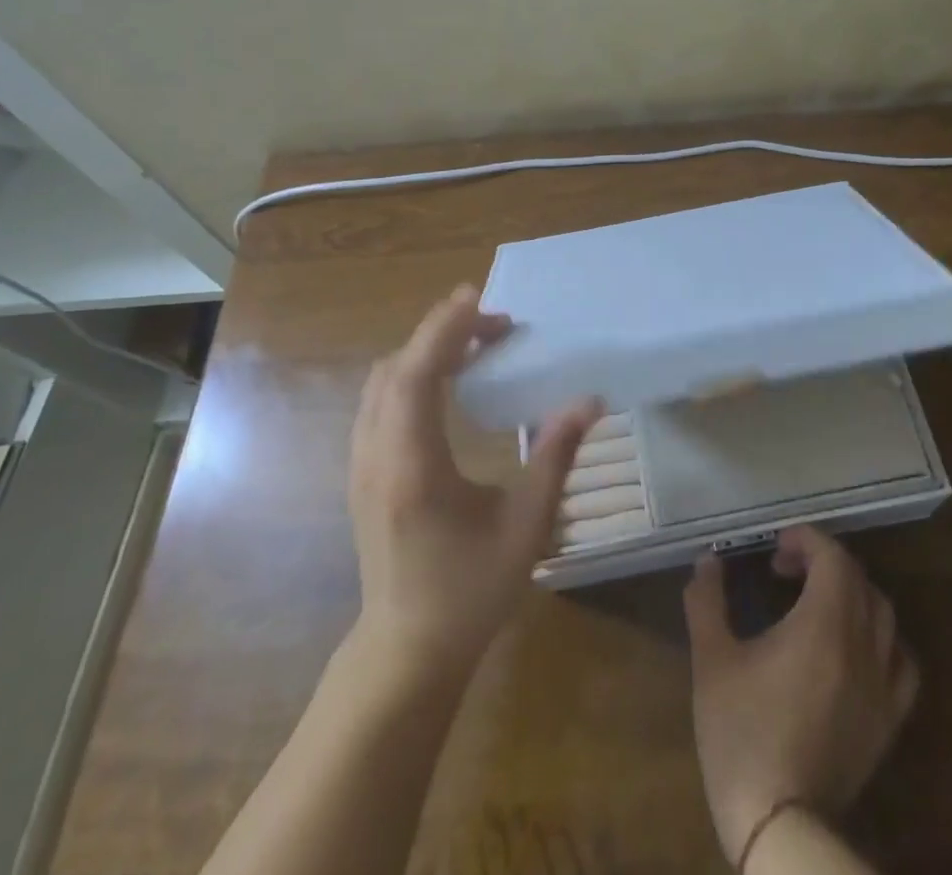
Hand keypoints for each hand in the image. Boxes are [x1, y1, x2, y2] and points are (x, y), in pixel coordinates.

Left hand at [349, 285, 600, 672]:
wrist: (407, 651)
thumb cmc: (470, 592)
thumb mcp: (526, 526)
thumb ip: (556, 456)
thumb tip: (589, 401)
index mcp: (413, 465)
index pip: (416, 374)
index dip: (444, 329)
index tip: (480, 299)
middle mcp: (376, 456)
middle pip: (395, 369)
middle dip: (442, 333)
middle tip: (495, 323)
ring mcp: (362, 465)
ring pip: (382, 383)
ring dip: (424, 353)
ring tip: (476, 345)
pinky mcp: (364, 474)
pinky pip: (380, 403)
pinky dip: (412, 376)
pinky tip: (448, 385)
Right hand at [683, 527, 919, 864]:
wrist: (780, 824)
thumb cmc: (742, 735)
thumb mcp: (711, 661)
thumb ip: (707, 601)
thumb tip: (707, 561)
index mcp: (823, 626)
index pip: (832, 558)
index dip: (806, 540)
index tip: (776, 548)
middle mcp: (862, 647)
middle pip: (859, 579)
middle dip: (824, 561)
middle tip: (786, 569)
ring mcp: (882, 686)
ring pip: (884, 615)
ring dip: (853, 593)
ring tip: (819, 601)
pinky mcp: (890, 721)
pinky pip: (902, 661)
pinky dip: (883, 639)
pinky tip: (856, 649)